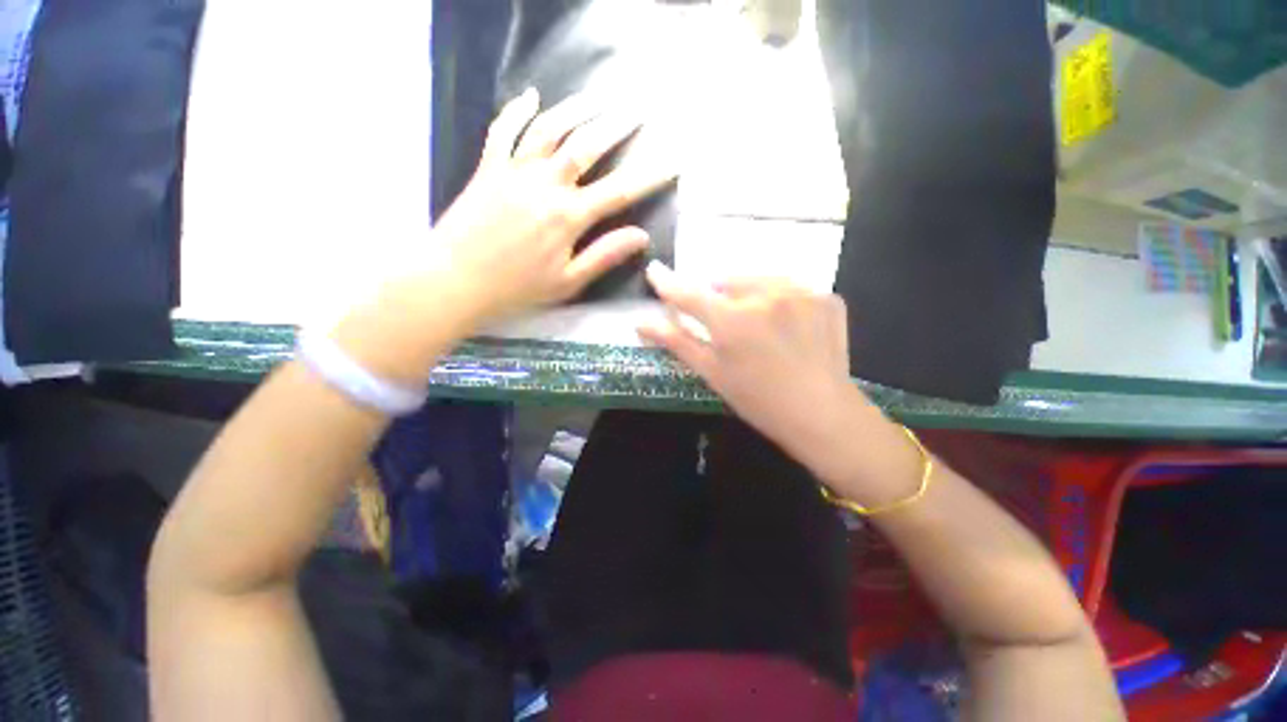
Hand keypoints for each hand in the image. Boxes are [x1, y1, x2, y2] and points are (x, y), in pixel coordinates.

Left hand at [431, 89, 675, 320]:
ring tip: (598, 98)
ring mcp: (515, 171)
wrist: (455, 280)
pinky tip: (530, 95)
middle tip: (638, 112)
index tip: (672, 163)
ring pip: (550, 128)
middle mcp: (545, 184)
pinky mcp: (489, 168)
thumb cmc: (517, 288)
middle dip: (616, 126)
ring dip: (576, 109)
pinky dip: (517, 110)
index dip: (649, 177)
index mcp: (568, 217)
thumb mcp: (568, 282)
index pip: (619, 191)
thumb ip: (605, 255)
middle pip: (587, 145)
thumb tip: (641, 237)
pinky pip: (504, 130)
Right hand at [638, 263, 871, 480]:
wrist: (822, 414)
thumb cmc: (758, 400)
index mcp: (732, 319)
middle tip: (726, 324)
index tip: (655, 271)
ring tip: (758, 323)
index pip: (689, 293)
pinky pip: (791, 289)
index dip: (668, 283)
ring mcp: (801, 292)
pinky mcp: (826, 297)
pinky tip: (788, 326)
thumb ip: (677, 342)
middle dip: (719, 297)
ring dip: (750, 293)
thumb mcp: (713, 372)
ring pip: (760, 280)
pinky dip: (781, 301)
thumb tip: (642, 323)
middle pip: (727, 282)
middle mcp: (766, 296)